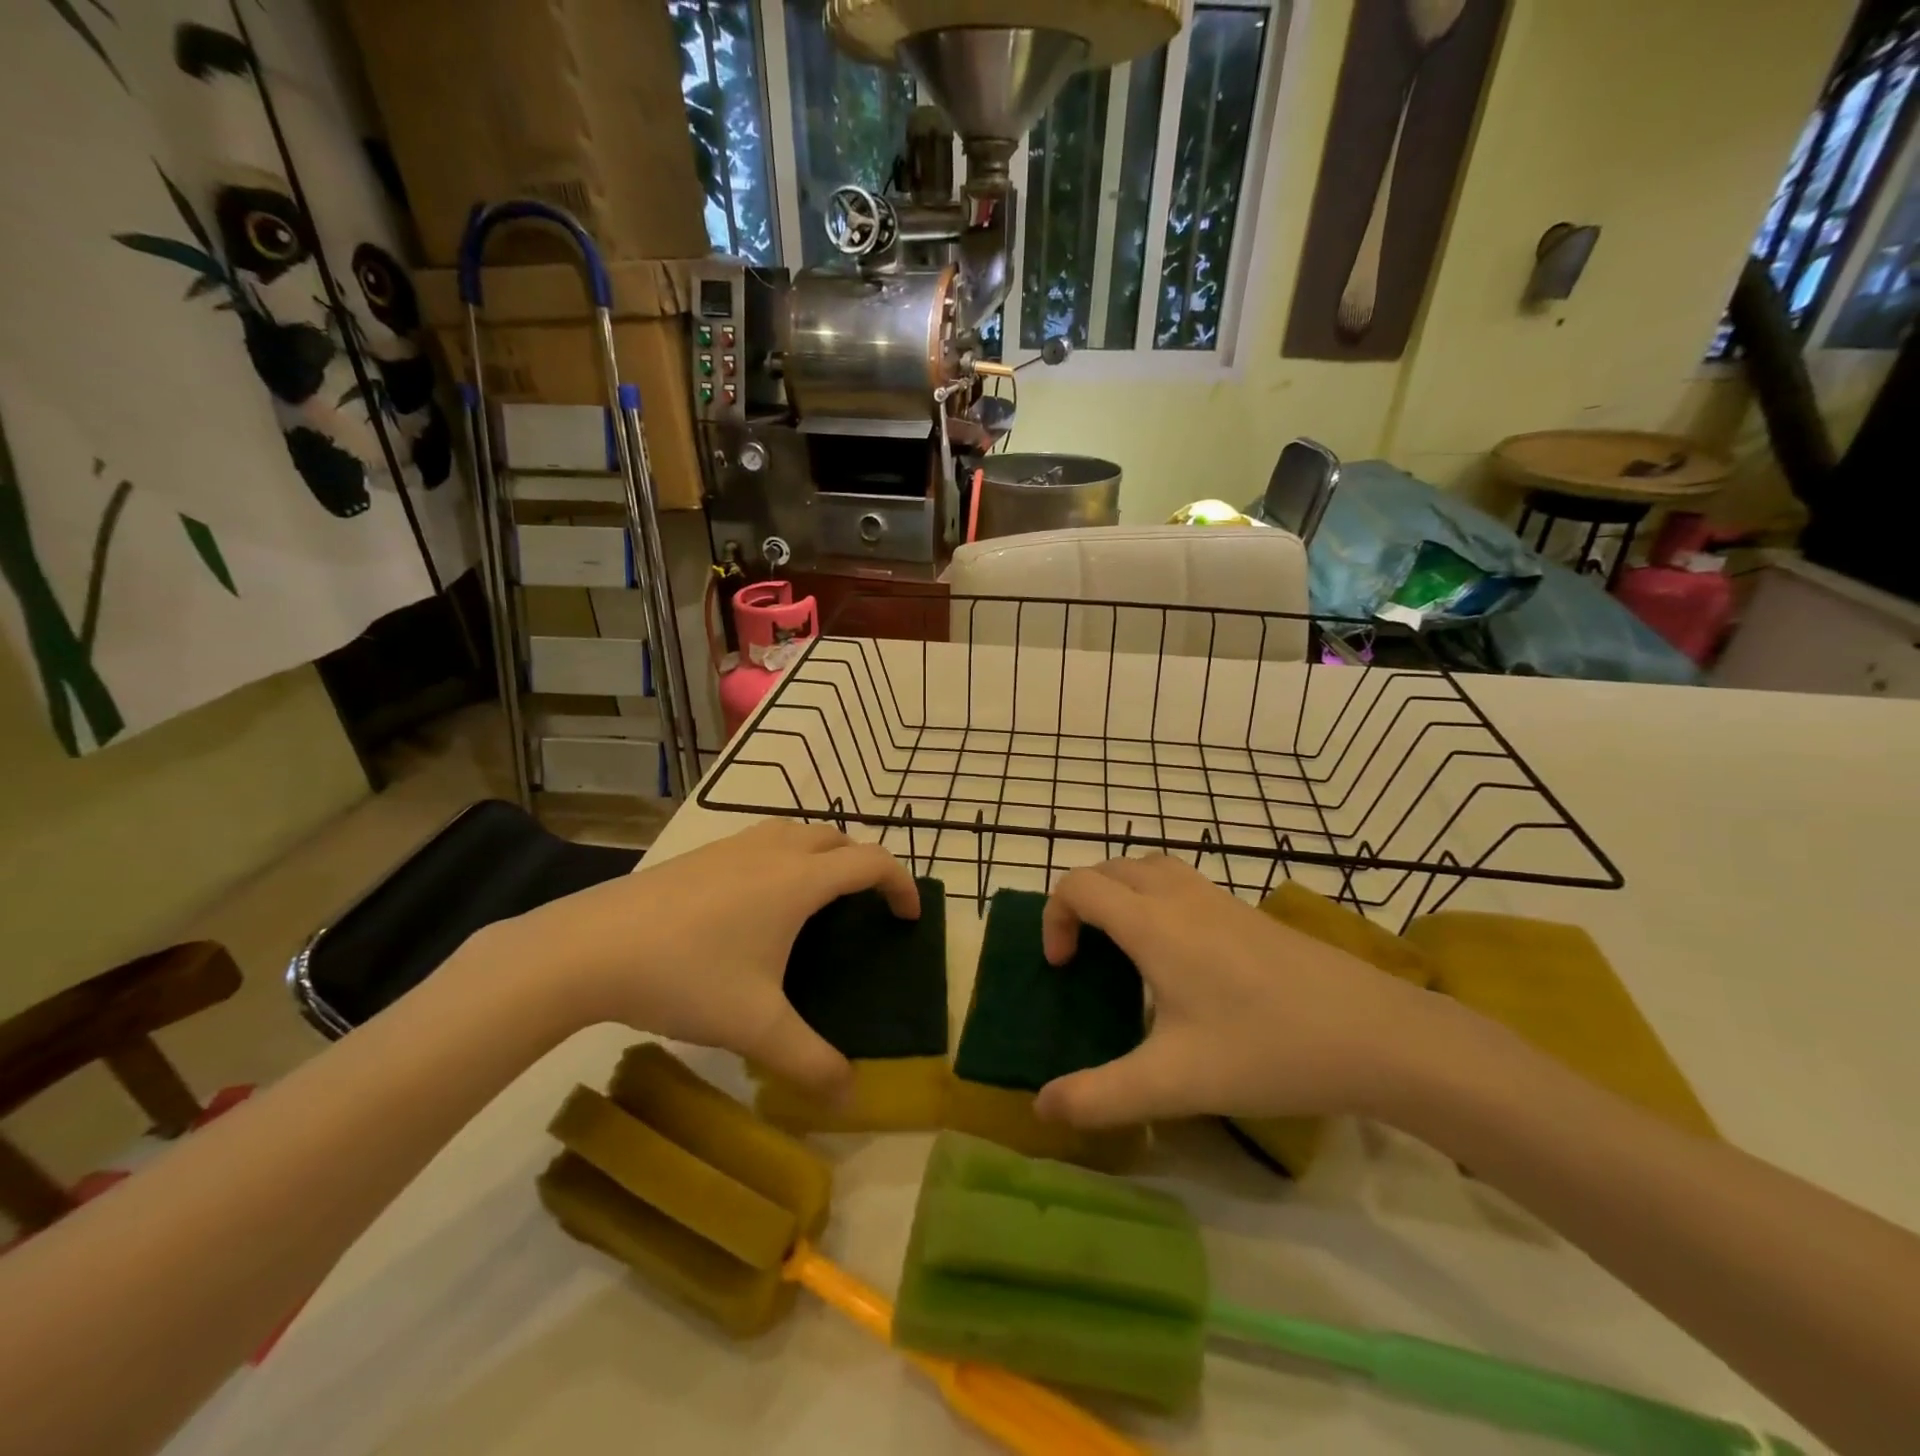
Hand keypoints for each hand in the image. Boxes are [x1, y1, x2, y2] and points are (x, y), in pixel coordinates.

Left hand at [483, 820, 918, 1096]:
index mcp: (799, 881)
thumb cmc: (686, 977)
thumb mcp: (755, 1026)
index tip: (909, 916)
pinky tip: (757, 901)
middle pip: (837, 837)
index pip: (871, 862)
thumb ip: (809, 1061)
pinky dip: (784, 856)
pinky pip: (762, 841)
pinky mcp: (699, 854)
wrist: (589, 948)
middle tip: (865, 907)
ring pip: (796, 831)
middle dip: (863, 864)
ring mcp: (732, 846)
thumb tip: (851, 1095)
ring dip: (822, 853)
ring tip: (818, 897)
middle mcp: (773, 851)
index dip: (900, 884)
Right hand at [1034, 856, 1447, 1127]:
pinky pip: (1183, 884)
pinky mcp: (1250, 913)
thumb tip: (1043, 1107)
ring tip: (1126, 948)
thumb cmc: (1266, 1049)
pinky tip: (1182, 959)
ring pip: (1151, 868)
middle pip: (1111, 868)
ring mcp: (1220, 899)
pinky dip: (1157, 900)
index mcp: (1152, 924)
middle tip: (1085, 955)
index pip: (1079, 886)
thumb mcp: (1174, 1082)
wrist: (1376, 1034)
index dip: (1055, 918)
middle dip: (1083, 901)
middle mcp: (1180, 896)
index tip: (1063, 968)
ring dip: (1122, 893)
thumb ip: (1101, 1096)